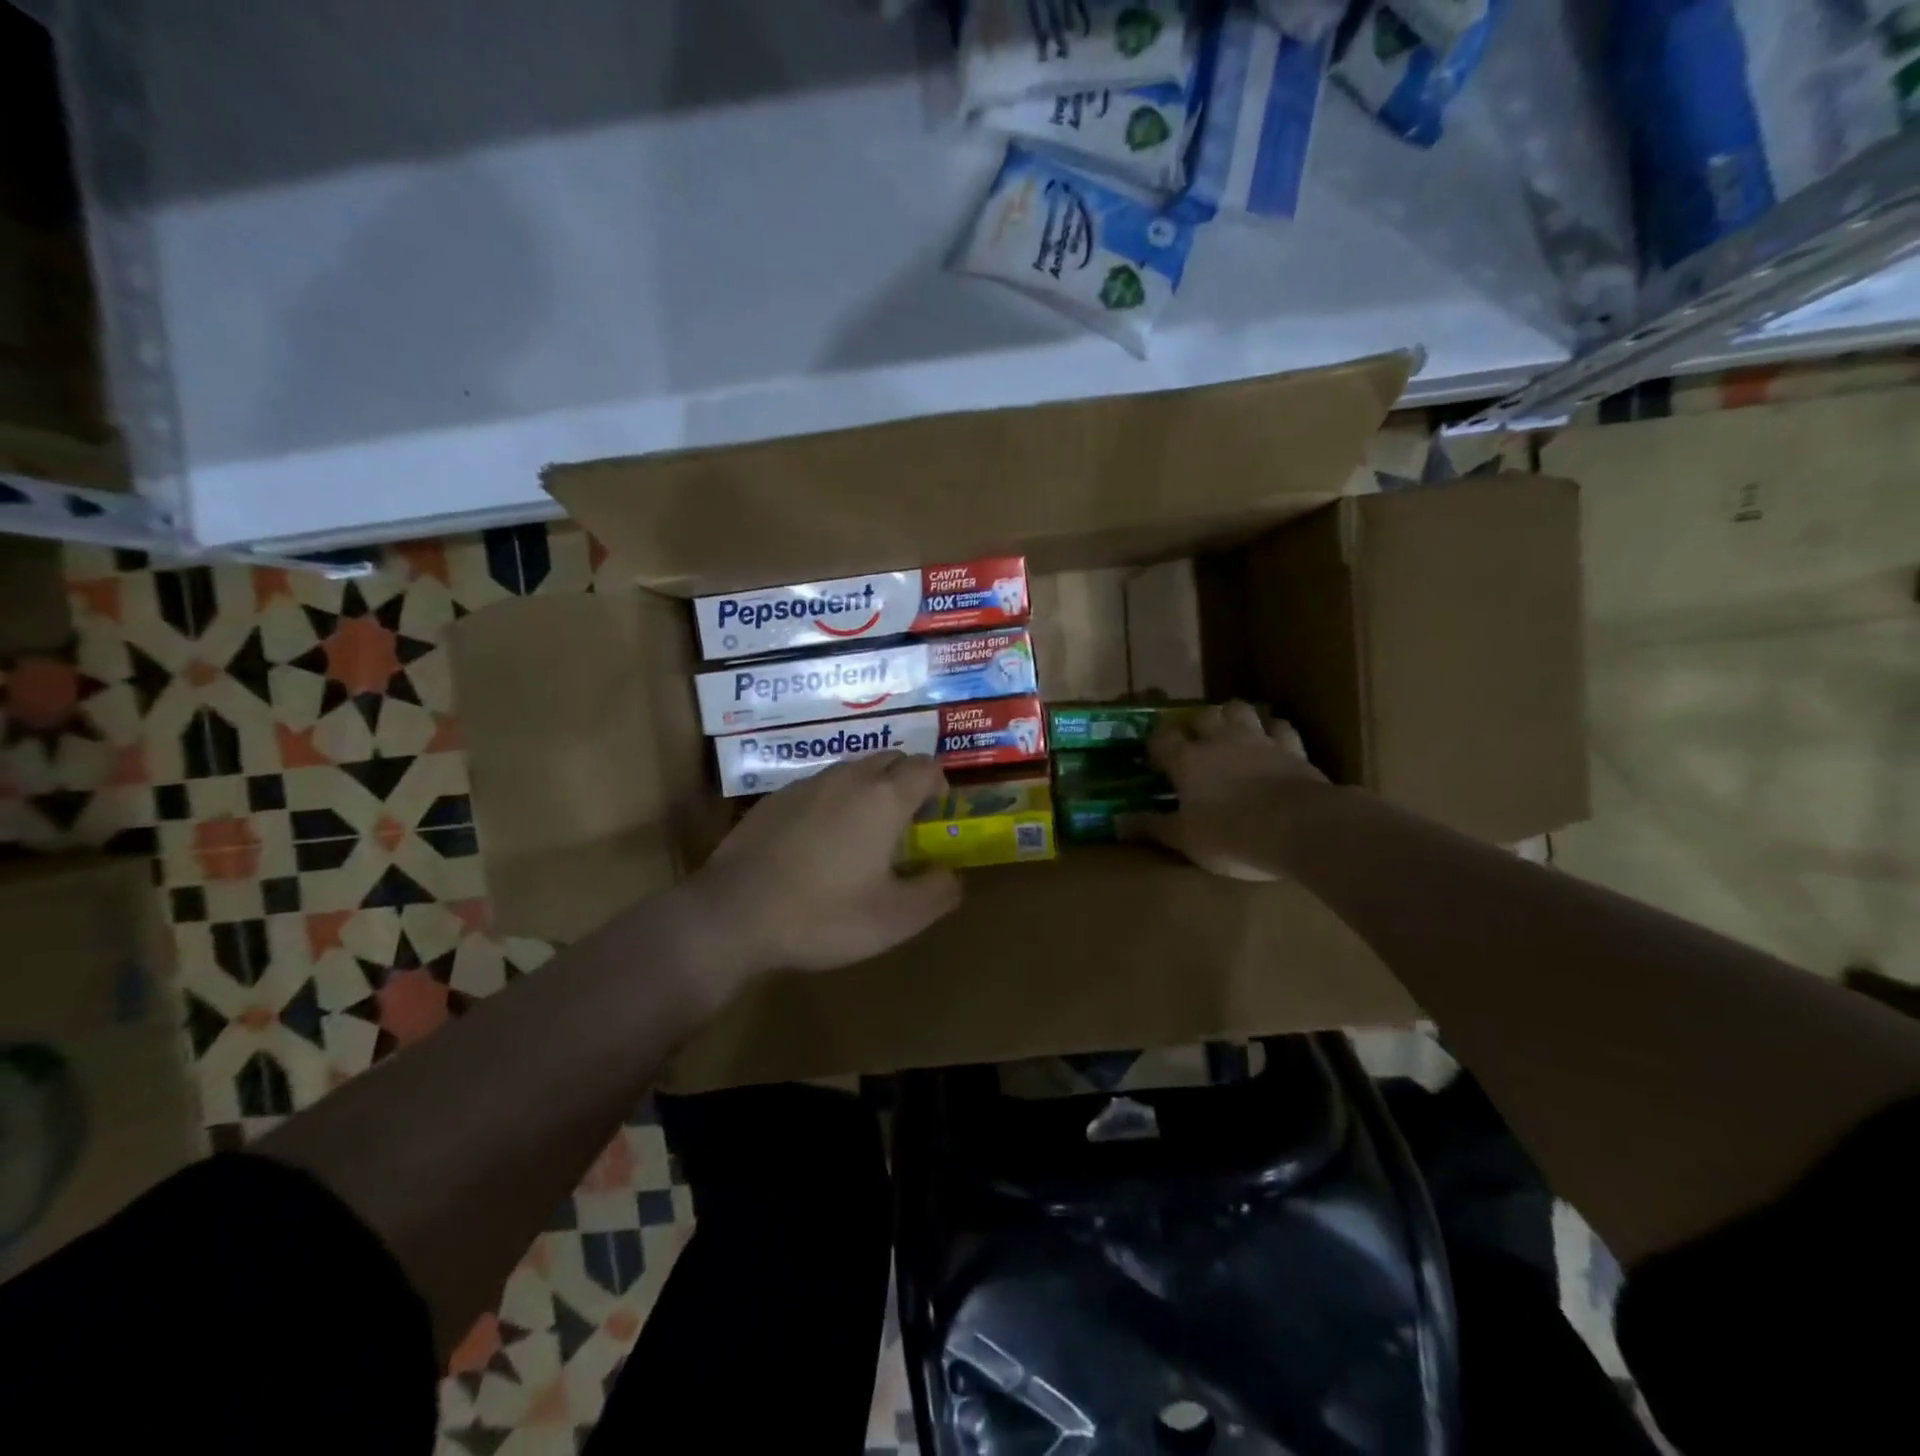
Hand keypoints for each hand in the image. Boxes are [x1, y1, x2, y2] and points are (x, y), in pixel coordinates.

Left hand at [689, 753, 962, 976]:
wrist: (733, 915)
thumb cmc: (824, 915)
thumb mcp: (896, 919)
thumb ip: (938, 892)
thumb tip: (952, 874)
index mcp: (884, 798)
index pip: (926, 767)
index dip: (940, 785)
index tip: (937, 813)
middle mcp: (847, 778)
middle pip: (890, 759)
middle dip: (906, 781)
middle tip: (906, 822)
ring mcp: (805, 785)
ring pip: (852, 771)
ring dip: (868, 790)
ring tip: (864, 833)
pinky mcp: (773, 800)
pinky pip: (817, 788)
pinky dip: (832, 803)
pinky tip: (818, 843)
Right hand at [1129, 702, 1327, 881]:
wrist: (1298, 828)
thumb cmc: (1230, 835)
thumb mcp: (1185, 838)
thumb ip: (1152, 827)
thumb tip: (1116, 823)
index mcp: (1187, 760)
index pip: (1162, 739)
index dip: (1156, 744)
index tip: (1154, 756)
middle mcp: (1220, 741)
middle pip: (1202, 716)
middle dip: (1195, 724)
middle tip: (1194, 741)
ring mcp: (1259, 740)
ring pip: (1241, 710)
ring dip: (1233, 716)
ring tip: (1230, 730)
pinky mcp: (1293, 749)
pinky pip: (1282, 727)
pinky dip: (1274, 729)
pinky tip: (1273, 738)